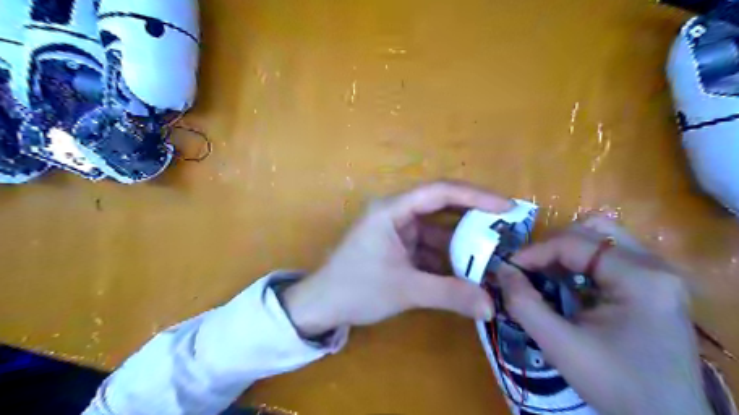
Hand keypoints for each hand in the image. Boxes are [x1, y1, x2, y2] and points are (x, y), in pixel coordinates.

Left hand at [283, 181, 514, 337]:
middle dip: (472, 219)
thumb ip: (449, 294)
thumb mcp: (405, 289)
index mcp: (392, 210)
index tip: (506, 207)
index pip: (439, 192)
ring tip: (493, 256)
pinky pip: (428, 247)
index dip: (475, 196)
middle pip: (441, 208)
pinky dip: (447, 258)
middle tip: (506, 230)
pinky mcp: (397, 247)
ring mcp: (397, 231)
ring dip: (461, 244)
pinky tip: (468, 271)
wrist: (321, 305)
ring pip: (437, 231)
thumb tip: (491, 307)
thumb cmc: (356, 289)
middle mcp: (396, 213)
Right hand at [500, 218, 713, 413]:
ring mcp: (658, 272)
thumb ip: (524, 304)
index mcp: (640, 278)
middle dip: (551, 246)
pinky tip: (567, 284)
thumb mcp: (561, 346)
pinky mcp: (653, 283)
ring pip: (601, 238)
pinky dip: (580, 262)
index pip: (574, 243)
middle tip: (528, 269)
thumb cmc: (616, 384)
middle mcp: (655, 265)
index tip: (508, 268)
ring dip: (566, 250)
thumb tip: (502, 271)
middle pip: (591, 230)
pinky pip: (609, 255)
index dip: (534, 251)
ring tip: (545, 273)